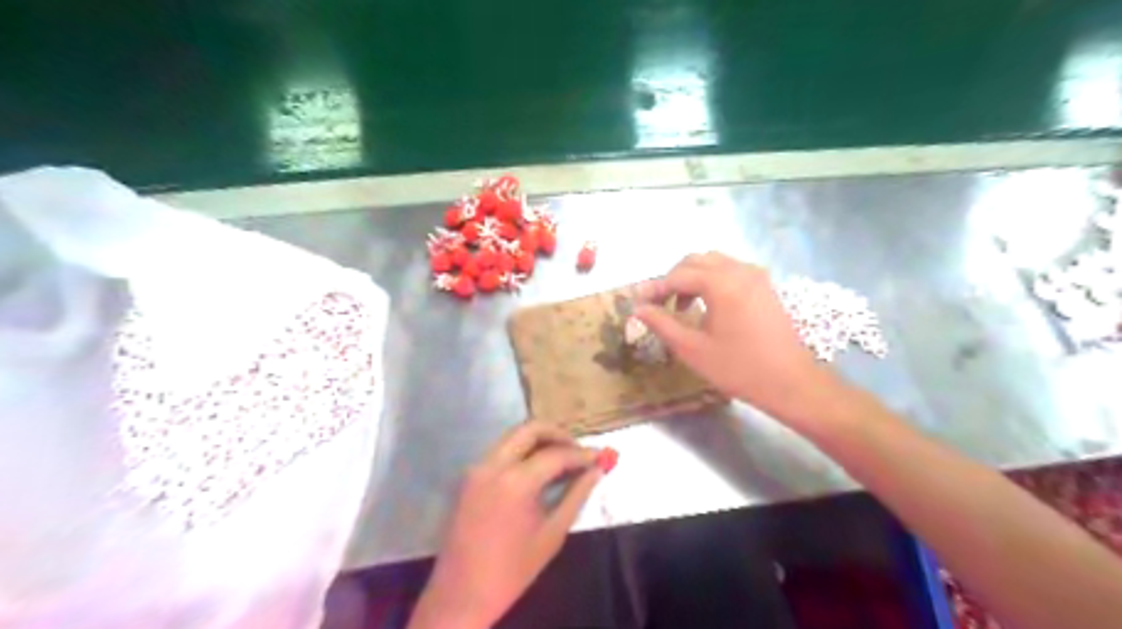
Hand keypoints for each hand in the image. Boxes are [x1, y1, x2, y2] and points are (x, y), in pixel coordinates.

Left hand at [405, 423, 600, 628]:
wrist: (461, 594)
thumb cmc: (512, 570)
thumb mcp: (552, 534)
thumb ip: (576, 496)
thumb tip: (597, 470)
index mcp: (515, 481)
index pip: (556, 454)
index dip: (581, 454)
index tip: (600, 457)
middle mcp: (492, 464)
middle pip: (530, 429)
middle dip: (558, 434)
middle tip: (578, 451)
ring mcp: (477, 468)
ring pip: (513, 436)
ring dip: (539, 441)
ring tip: (563, 460)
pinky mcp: (470, 476)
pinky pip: (501, 451)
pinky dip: (522, 452)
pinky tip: (538, 470)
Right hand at [629, 253, 850, 434]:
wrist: (790, 382)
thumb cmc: (738, 368)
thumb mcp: (692, 349)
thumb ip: (662, 324)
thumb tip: (638, 309)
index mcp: (721, 284)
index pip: (678, 276)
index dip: (655, 287)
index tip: (638, 301)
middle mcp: (739, 270)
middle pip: (695, 261)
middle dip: (673, 278)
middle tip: (659, 302)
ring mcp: (756, 276)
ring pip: (714, 262)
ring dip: (692, 277)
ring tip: (681, 304)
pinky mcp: (765, 286)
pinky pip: (731, 270)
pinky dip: (712, 279)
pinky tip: (707, 303)